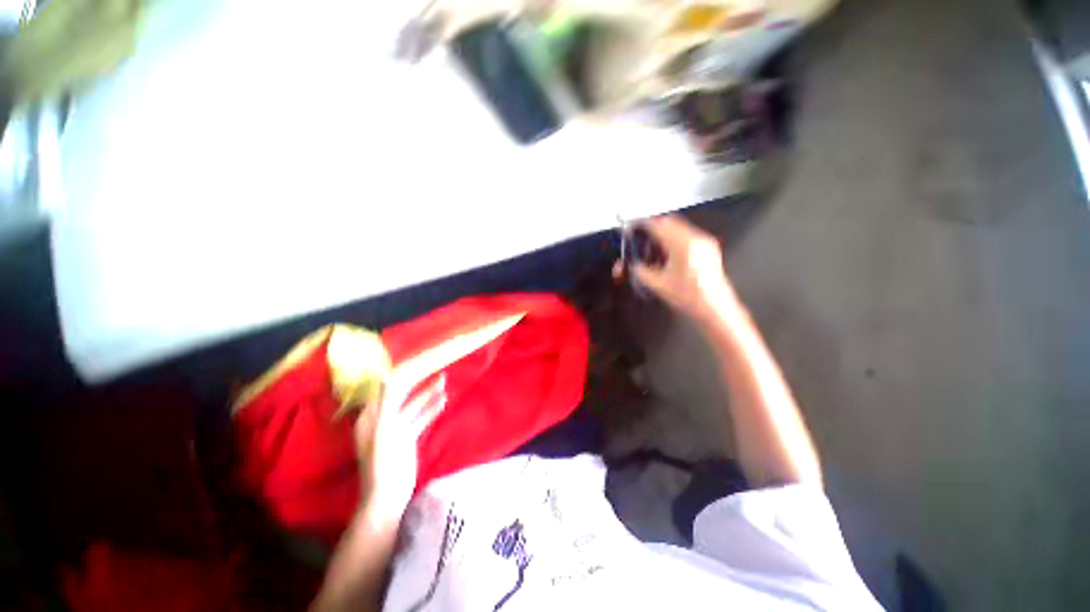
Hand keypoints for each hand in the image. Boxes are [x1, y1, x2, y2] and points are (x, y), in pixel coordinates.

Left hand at [354, 375, 446, 523]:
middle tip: (435, 369)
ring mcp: (396, 428)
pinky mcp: (408, 437)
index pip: (386, 389)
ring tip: (444, 381)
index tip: (418, 362)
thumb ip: (386, 402)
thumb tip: (387, 376)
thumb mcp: (383, 430)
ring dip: (428, 394)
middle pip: (403, 395)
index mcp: (371, 416)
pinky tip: (443, 401)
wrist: (389, 496)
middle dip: (418, 383)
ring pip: (414, 405)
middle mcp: (382, 419)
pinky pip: (421, 418)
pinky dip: (431, 409)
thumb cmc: (382, 462)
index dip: (401, 375)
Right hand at [617, 215, 737, 323]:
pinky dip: (674, 238)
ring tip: (654, 247)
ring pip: (679, 227)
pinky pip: (687, 234)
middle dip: (653, 227)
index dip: (643, 225)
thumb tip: (634, 265)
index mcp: (682, 245)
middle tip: (641, 237)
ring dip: (664, 232)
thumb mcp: (658, 285)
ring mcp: (704, 242)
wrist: (713, 307)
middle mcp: (695, 239)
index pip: (658, 226)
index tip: (634, 229)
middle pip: (669, 222)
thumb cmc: (688, 296)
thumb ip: (641, 271)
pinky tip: (668, 254)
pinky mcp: (708, 247)